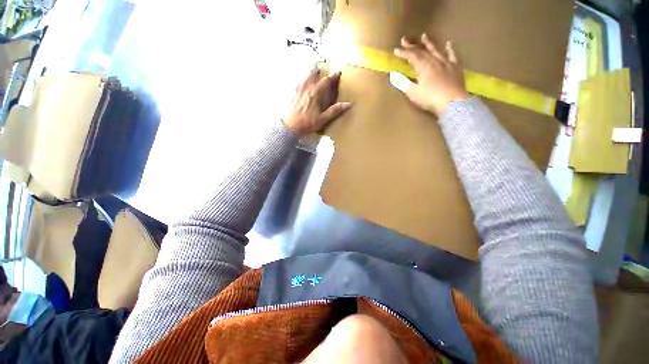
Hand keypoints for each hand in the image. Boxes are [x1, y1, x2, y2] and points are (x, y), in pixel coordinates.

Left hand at [283, 68, 351, 135]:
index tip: (338, 72)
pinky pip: (298, 82)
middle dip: (319, 69)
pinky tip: (303, 84)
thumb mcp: (323, 119)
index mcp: (316, 93)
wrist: (290, 126)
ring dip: (310, 72)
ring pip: (305, 75)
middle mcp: (307, 87)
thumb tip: (348, 104)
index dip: (333, 76)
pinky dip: (302, 79)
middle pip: (313, 72)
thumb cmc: (307, 123)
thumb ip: (335, 111)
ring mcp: (298, 89)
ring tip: (313, 73)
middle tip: (323, 68)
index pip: (326, 81)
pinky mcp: (293, 93)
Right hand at [394, 34, 468, 115]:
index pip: (411, 56)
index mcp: (423, 67)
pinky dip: (449, 49)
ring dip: (429, 43)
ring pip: (435, 50)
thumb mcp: (413, 93)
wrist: (452, 102)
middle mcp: (434, 61)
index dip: (403, 53)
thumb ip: (403, 83)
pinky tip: (448, 44)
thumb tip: (393, 75)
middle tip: (405, 39)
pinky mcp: (455, 67)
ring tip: (424, 36)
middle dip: (412, 45)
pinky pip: (452, 55)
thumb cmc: (430, 99)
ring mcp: (446, 62)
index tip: (396, 50)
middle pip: (422, 51)